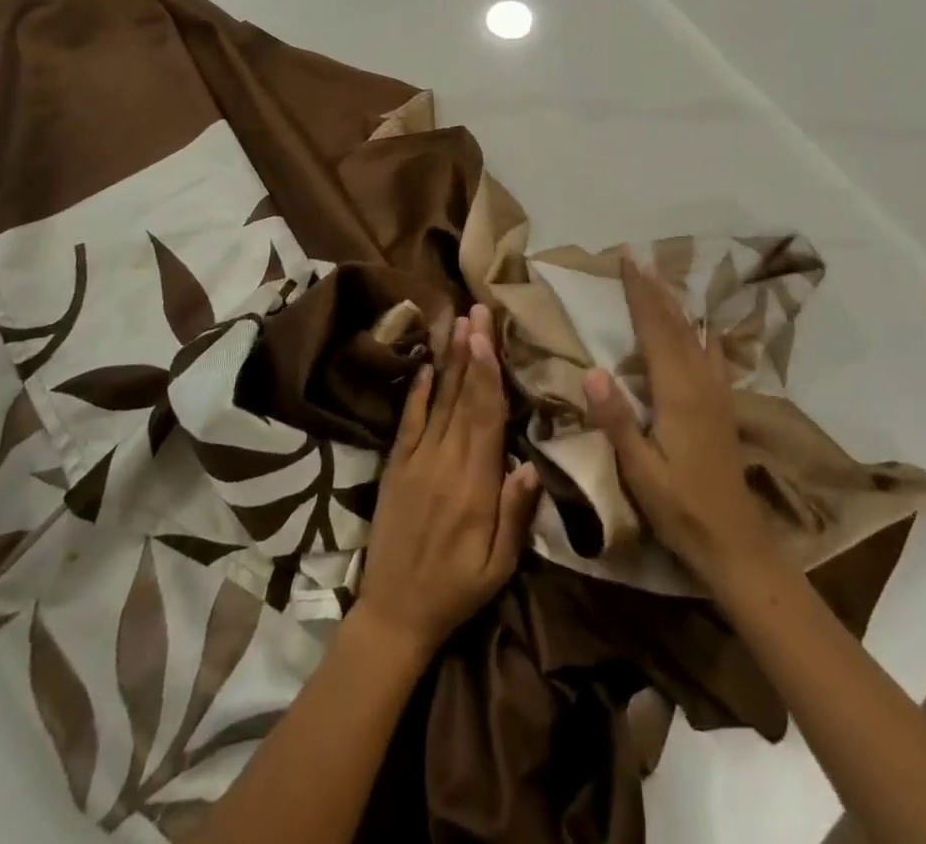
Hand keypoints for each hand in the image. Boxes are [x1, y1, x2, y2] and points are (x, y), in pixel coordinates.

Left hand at [356, 304, 541, 664]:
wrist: (393, 613)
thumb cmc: (456, 590)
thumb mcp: (499, 566)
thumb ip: (515, 514)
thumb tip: (531, 463)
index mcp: (474, 485)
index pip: (485, 417)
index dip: (487, 374)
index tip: (488, 336)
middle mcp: (444, 462)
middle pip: (462, 397)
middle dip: (472, 352)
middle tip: (478, 311)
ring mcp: (415, 460)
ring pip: (438, 401)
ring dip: (449, 361)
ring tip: (458, 324)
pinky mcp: (395, 466)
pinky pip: (407, 422)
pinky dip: (417, 392)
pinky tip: (426, 365)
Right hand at [583, 255, 770, 588]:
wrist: (736, 543)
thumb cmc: (681, 509)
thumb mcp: (641, 473)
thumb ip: (617, 422)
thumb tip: (591, 371)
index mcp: (678, 393)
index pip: (655, 330)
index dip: (640, 294)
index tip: (626, 260)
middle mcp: (701, 383)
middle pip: (676, 324)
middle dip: (655, 289)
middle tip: (636, 257)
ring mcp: (717, 393)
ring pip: (695, 334)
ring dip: (676, 303)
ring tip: (660, 279)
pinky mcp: (723, 406)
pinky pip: (712, 353)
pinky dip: (700, 330)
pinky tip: (702, 327)